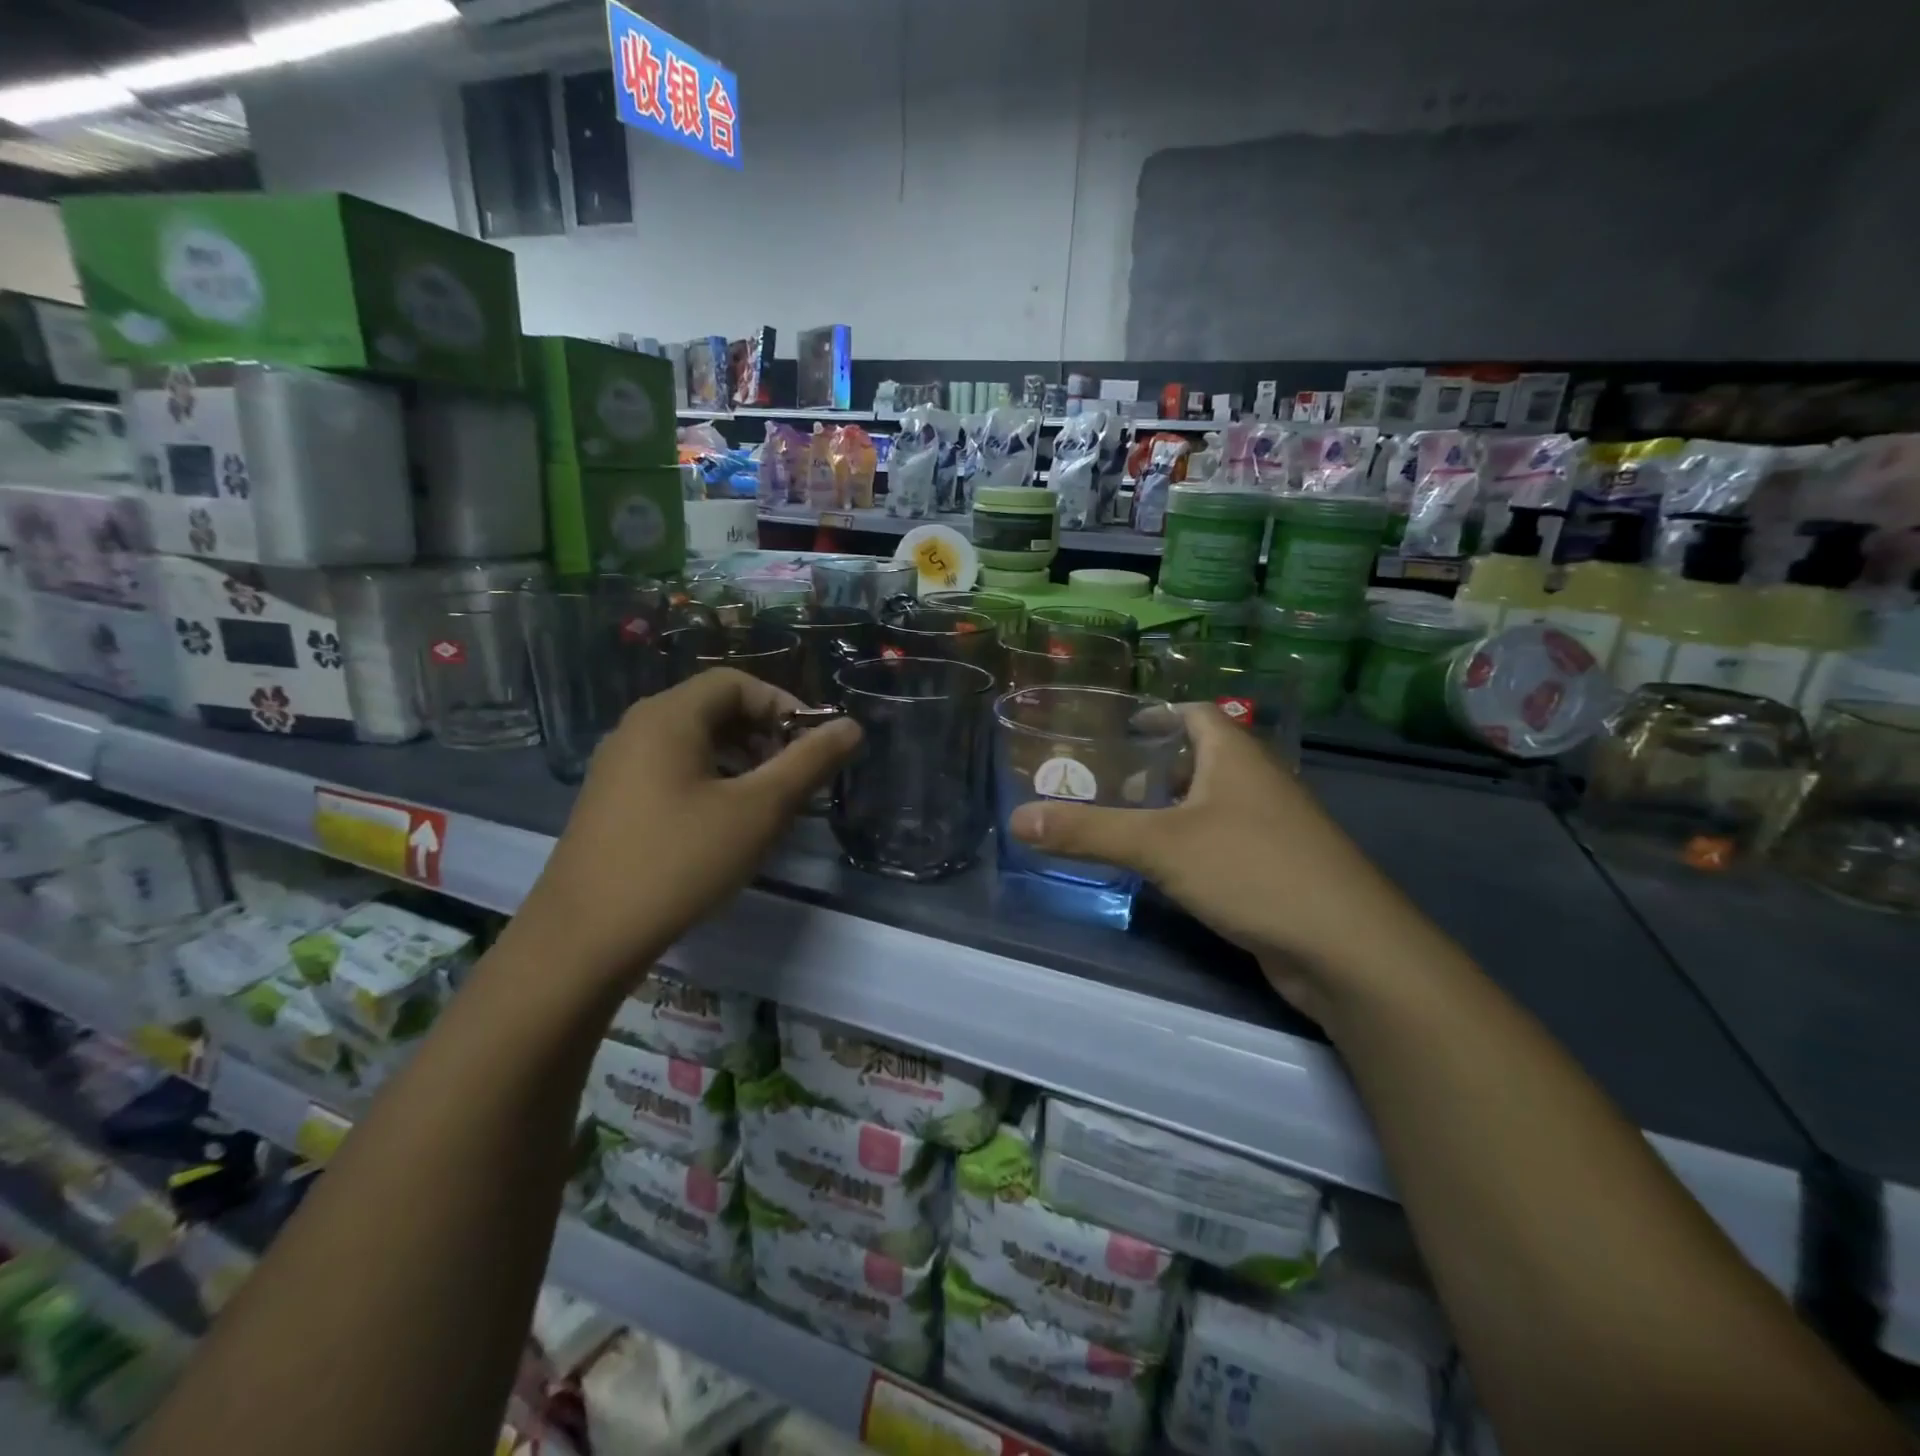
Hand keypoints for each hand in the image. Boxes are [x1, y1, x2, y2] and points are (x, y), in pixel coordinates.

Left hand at [513, 668, 860, 987]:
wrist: (584, 938)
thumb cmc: (680, 862)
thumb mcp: (758, 811)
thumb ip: (809, 763)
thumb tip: (851, 727)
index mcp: (668, 717)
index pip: (736, 683)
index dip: (783, 705)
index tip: (813, 747)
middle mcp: (637, 729)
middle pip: (713, 709)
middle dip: (764, 734)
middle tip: (794, 777)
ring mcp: (617, 766)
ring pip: (693, 743)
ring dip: (740, 760)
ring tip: (766, 804)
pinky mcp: (611, 801)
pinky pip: (671, 771)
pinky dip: (709, 781)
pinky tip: (724, 826)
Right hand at [1007, 704, 1439, 1018]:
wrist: (1346, 948)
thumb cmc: (1252, 869)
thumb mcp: (1159, 846)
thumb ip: (1089, 832)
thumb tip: (1017, 819)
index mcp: (1234, 754)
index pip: (1194, 712)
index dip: (1156, 713)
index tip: (1115, 728)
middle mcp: (1257, 781)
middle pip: (1200, 757)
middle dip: (1153, 766)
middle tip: (1103, 779)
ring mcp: (1272, 826)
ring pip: (1211, 803)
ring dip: (1171, 808)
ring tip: (1121, 821)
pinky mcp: (1277, 868)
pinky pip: (1223, 840)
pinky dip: (1190, 844)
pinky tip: (1163, 867)